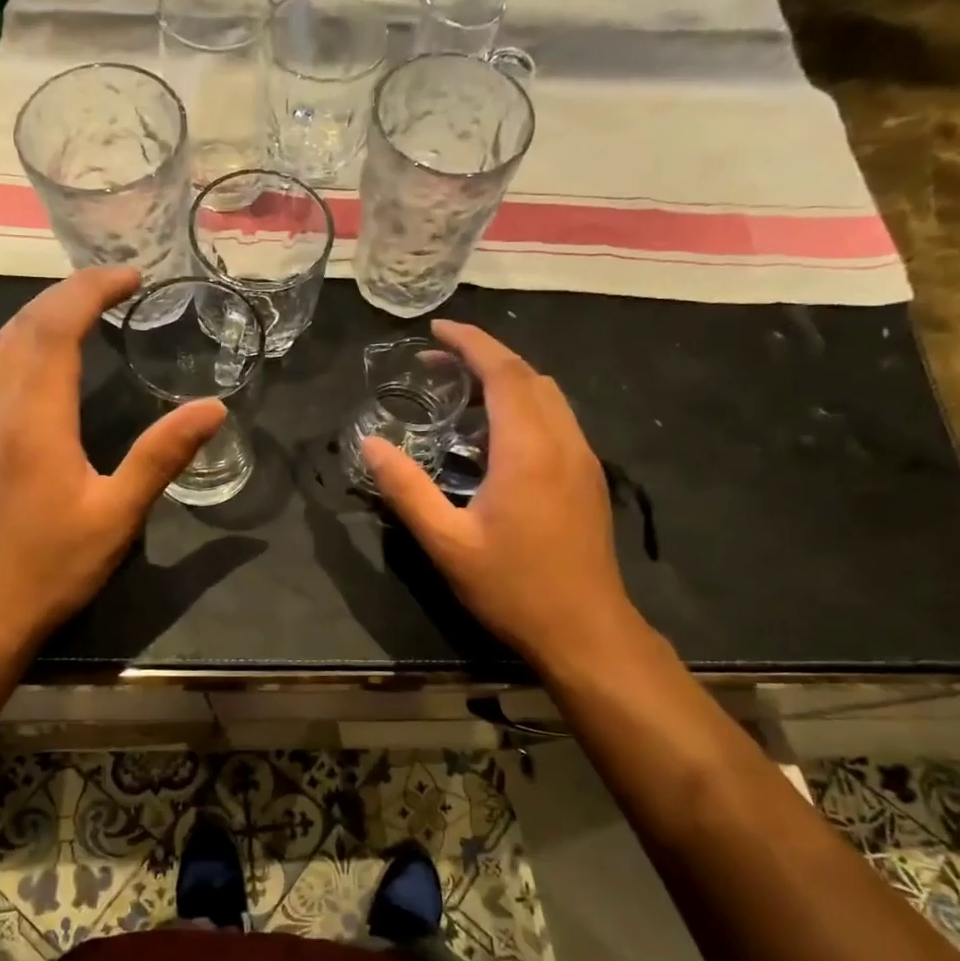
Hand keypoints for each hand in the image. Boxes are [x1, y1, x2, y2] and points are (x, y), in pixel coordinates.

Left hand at [0, 267, 224, 651]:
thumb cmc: (56, 563)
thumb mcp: (120, 513)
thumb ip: (163, 455)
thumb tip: (214, 408)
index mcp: (37, 419)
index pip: (57, 328)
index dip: (92, 291)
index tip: (133, 277)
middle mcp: (2, 406)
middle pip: (26, 323)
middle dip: (71, 290)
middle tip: (120, 282)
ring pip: (6, 340)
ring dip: (47, 309)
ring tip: (92, 302)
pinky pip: (1, 362)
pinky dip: (31, 336)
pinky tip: (56, 349)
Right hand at [361, 321, 653, 676]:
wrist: (585, 630)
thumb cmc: (512, 587)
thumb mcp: (447, 543)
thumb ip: (407, 489)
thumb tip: (371, 445)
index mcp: (528, 449)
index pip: (503, 372)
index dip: (470, 343)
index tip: (437, 330)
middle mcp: (562, 441)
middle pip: (528, 375)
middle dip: (484, 356)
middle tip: (437, 363)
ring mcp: (582, 458)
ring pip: (548, 395)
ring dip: (507, 379)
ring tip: (461, 393)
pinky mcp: (588, 476)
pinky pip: (557, 418)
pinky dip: (524, 404)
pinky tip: (495, 434)